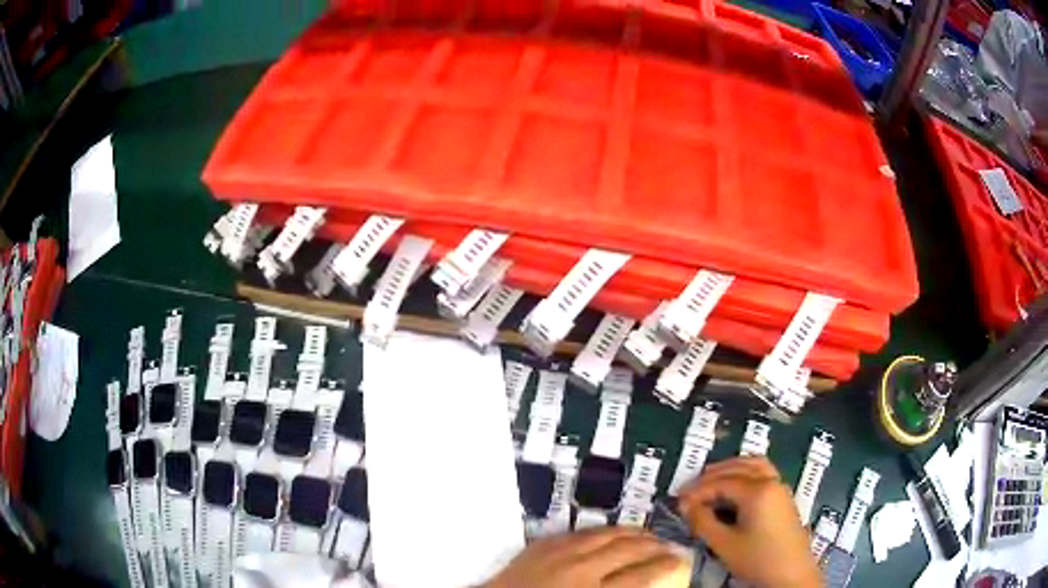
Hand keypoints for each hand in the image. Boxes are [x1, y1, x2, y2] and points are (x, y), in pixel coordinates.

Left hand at [484, 527, 690, 587]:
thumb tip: (639, 584)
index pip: (641, 576)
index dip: (665, 566)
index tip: (679, 561)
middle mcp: (581, 568)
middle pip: (628, 550)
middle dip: (654, 545)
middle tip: (669, 545)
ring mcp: (560, 553)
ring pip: (607, 535)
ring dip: (632, 533)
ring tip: (648, 534)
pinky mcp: (543, 544)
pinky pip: (580, 532)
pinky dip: (602, 530)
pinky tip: (611, 531)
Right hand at [677, 457, 819, 587]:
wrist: (791, 575)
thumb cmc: (758, 559)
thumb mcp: (724, 544)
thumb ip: (703, 522)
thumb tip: (686, 505)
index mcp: (758, 490)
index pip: (721, 482)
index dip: (698, 490)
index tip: (678, 501)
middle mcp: (771, 481)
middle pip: (739, 466)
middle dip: (712, 475)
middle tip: (690, 490)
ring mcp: (780, 487)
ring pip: (754, 465)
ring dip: (731, 469)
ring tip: (710, 482)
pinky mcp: (783, 498)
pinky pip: (763, 473)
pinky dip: (745, 473)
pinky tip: (733, 489)